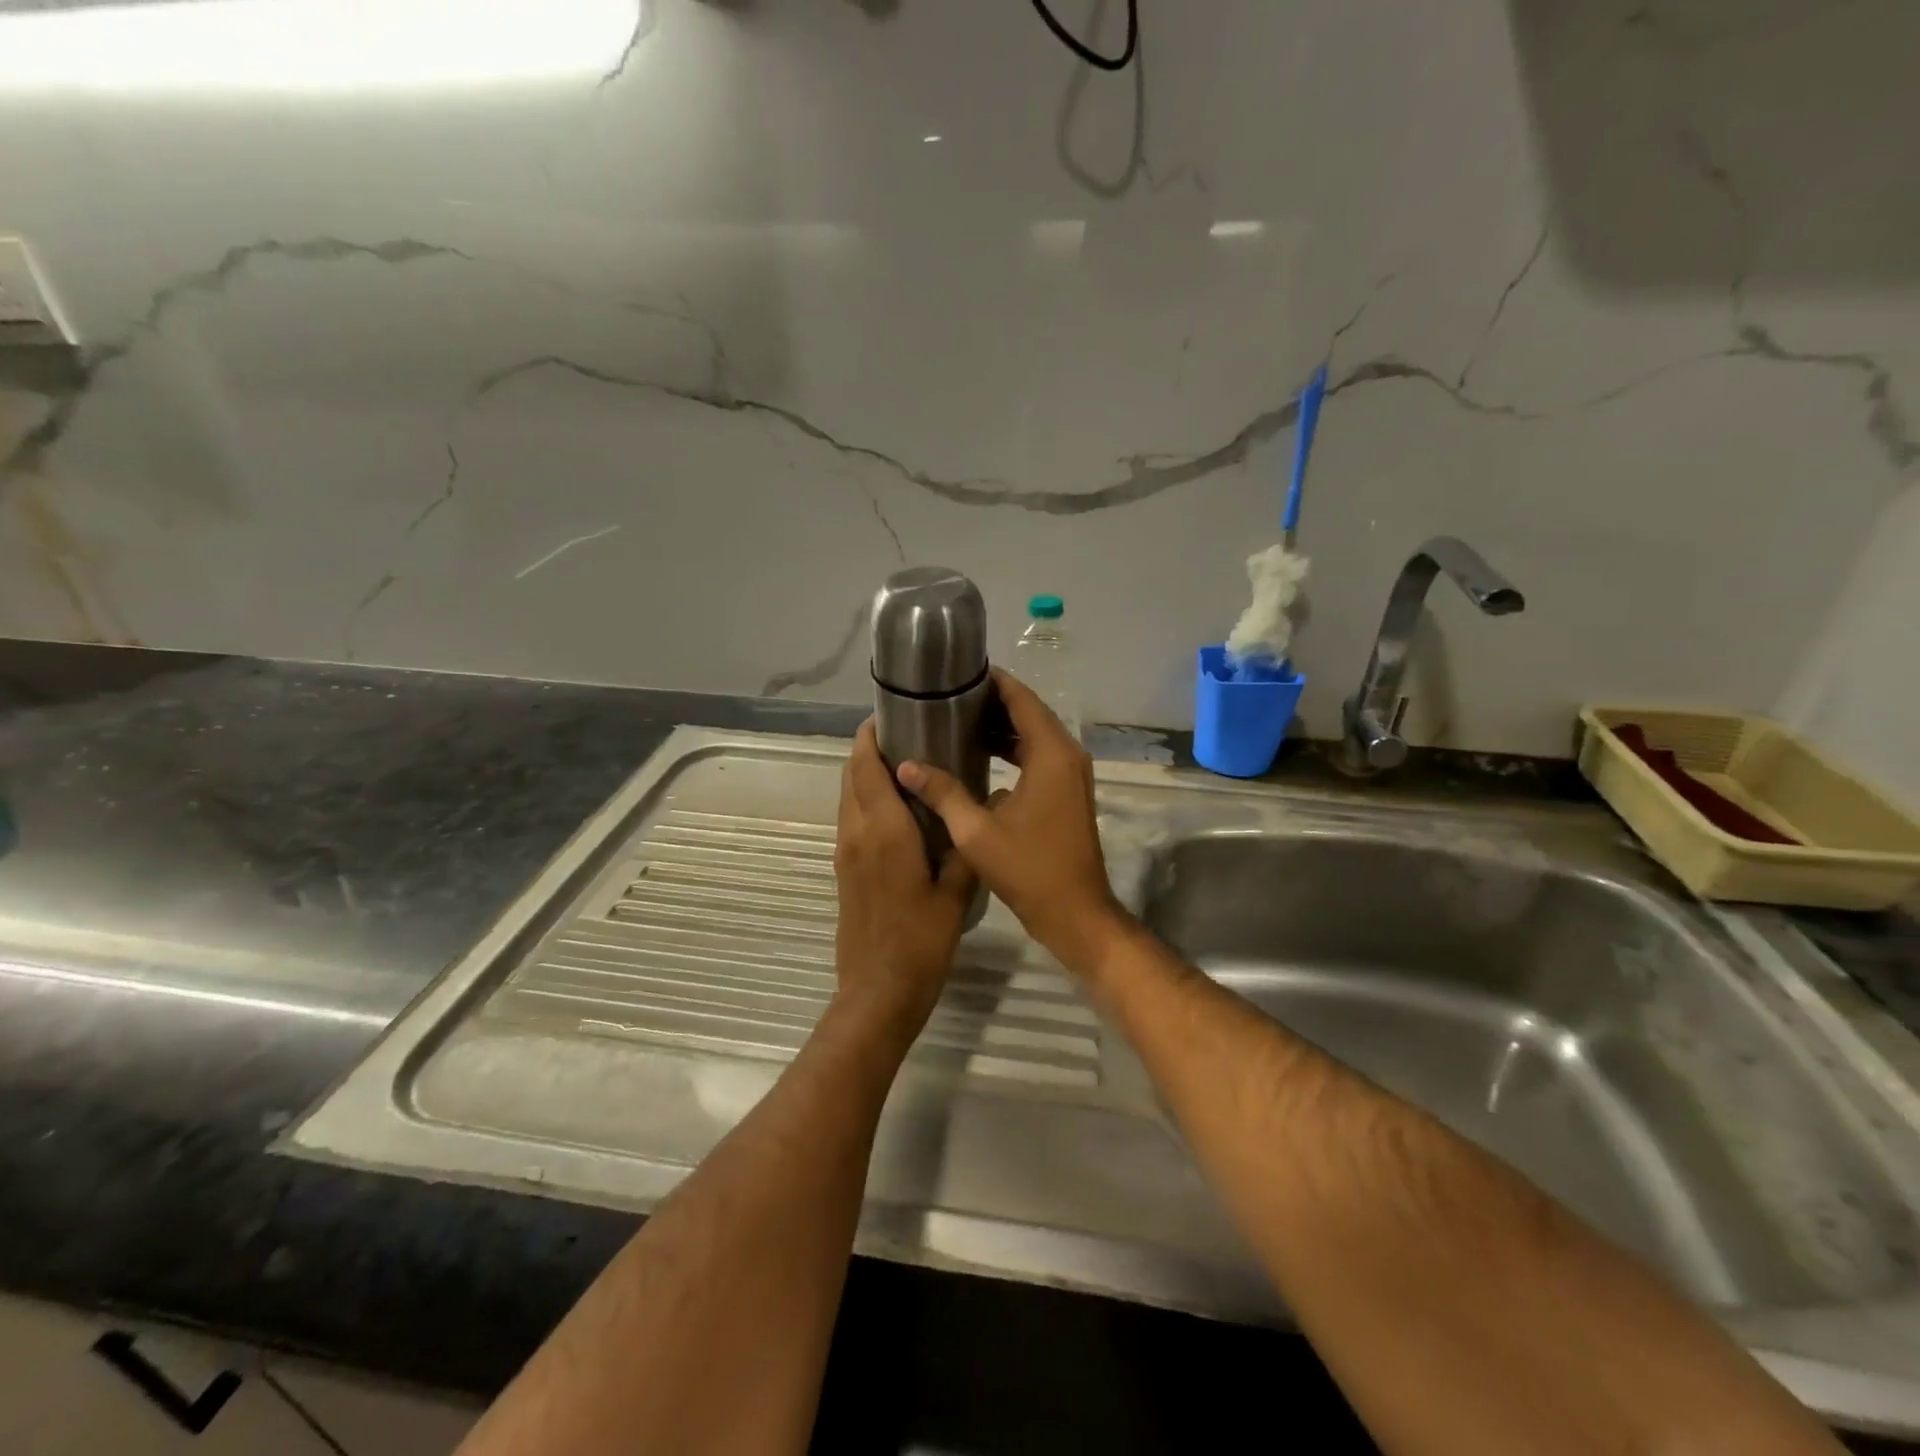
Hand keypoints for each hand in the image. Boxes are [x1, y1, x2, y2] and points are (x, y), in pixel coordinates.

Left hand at [830, 719, 975, 1048]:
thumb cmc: (922, 940)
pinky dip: (865, 800)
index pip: (866, 766)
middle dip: (868, 748)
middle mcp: (857, 832)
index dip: (871, 736)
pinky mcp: (844, 869)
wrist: (879, 990)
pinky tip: (897, 808)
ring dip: (865, 774)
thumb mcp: (957, 890)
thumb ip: (966, 844)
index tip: (891, 713)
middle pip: (851, 775)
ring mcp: (845, 852)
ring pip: (848, 797)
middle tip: (905, 734)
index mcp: (884, 830)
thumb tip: (983, 805)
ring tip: (903, 763)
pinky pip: (851, 819)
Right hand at [896, 669, 1125, 972]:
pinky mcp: (1069, 792)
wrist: (1076, 913)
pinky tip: (980, 758)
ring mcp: (1072, 774)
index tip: (958, 672)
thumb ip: (943, 792)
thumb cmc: (1028, 869)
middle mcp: (1067, 754)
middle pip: (1029, 712)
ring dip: (1002, 727)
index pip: (1021, 699)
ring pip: (1035, 735)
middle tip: (948, 698)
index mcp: (1051, 753)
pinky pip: (1040, 756)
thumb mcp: (976, 831)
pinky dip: (1014, 750)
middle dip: (991, 702)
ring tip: (957, 722)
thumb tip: (906, 766)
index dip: (992, 681)